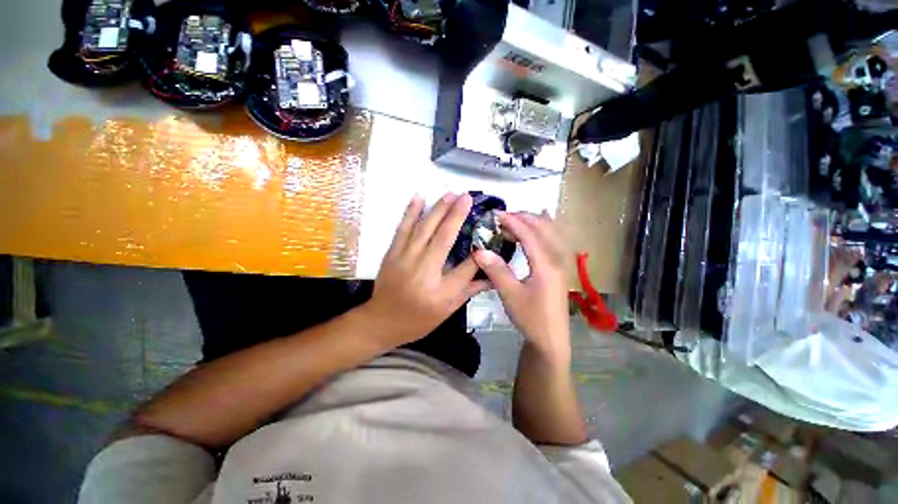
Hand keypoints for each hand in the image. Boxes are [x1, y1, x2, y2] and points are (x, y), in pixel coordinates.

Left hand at [361, 192, 489, 348]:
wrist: (381, 321)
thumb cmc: (418, 319)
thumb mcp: (447, 311)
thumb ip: (469, 290)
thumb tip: (491, 277)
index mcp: (439, 291)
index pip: (466, 268)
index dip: (480, 253)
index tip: (488, 236)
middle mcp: (423, 271)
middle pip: (443, 238)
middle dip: (456, 215)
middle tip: (467, 197)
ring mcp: (404, 259)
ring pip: (424, 229)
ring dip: (438, 209)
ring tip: (450, 194)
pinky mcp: (392, 253)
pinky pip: (403, 229)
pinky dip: (411, 212)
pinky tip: (419, 197)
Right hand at [474, 212, 571, 363]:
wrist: (551, 340)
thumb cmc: (531, 318)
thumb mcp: (510, 295)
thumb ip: (496, 270)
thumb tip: (479, 250)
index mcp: (546, 265)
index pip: (529, 235)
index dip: (513, 221)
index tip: (496, 214)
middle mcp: (558, 259)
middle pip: (544, 228)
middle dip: (524, 218)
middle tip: (503, 218)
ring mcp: (562, 263)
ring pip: (552, 232)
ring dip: (534, 222)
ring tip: (515, 221)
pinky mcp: (561, 268)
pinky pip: (555, 240)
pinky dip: (544, 230)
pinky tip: (537, 228)